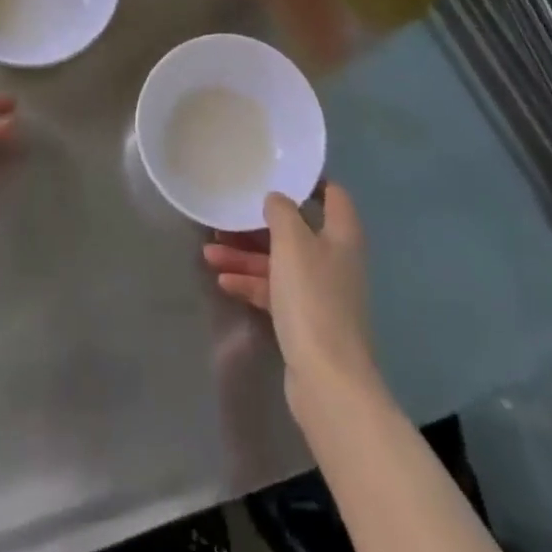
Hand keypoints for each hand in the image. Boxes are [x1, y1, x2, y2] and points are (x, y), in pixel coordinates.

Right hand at [204, 183, 380, 416]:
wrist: (327, 379)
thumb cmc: (312, 298)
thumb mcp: (292, 242)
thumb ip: (282, 212)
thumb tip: (277, 199)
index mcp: (341, 235)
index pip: (333, 195)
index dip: (310, 181)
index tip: (279, 172)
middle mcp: (334, 260)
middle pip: (296, 231)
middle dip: (259, 224)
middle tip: (227, 215)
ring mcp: (320, 293)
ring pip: (280, 263)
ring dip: (246, 256)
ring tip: (209, 251)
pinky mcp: (305, 321)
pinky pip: (274, 291)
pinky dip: (251, 284)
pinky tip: (223, 281)